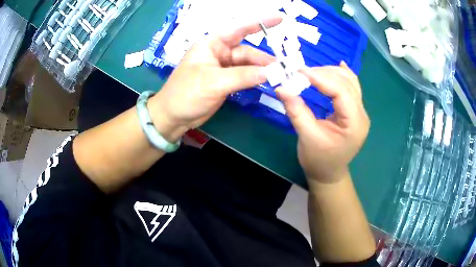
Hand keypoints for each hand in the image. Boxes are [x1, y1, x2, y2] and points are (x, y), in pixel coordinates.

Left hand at [147, 18, 281, 141]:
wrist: (173, 116)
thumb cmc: (186, 93)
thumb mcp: (213, 82)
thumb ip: (242, 76)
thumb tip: (271, 72)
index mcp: (212, 44)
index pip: (238, 29)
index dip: (260, 22)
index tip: (280, 18)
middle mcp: (220, 53)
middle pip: (247, 51)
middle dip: (265, 59)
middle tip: (284, 68)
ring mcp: (224, 68)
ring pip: (248, 65)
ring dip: (263, 70)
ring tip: (280, 77)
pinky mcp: (226, 82)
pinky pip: (245, 77)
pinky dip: (256, 79)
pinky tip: (268, 82)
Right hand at [276, 62, 369, 183]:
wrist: (328, 173)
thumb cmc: (319, 160)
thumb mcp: (307, 137)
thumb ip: (296, 110)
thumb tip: (281, 87)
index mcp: (354, 123)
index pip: (341, 92)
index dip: (321, 78)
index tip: (299, 70)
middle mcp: (362, 114)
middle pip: (347, 83)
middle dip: (324, 73)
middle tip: (301, 72)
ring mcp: (360, 112)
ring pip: (350, 82)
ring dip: (331, 73)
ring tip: (311, 73)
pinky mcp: (355, 111)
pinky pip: (351, 87)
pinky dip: (341, 76)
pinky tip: (336, 67)